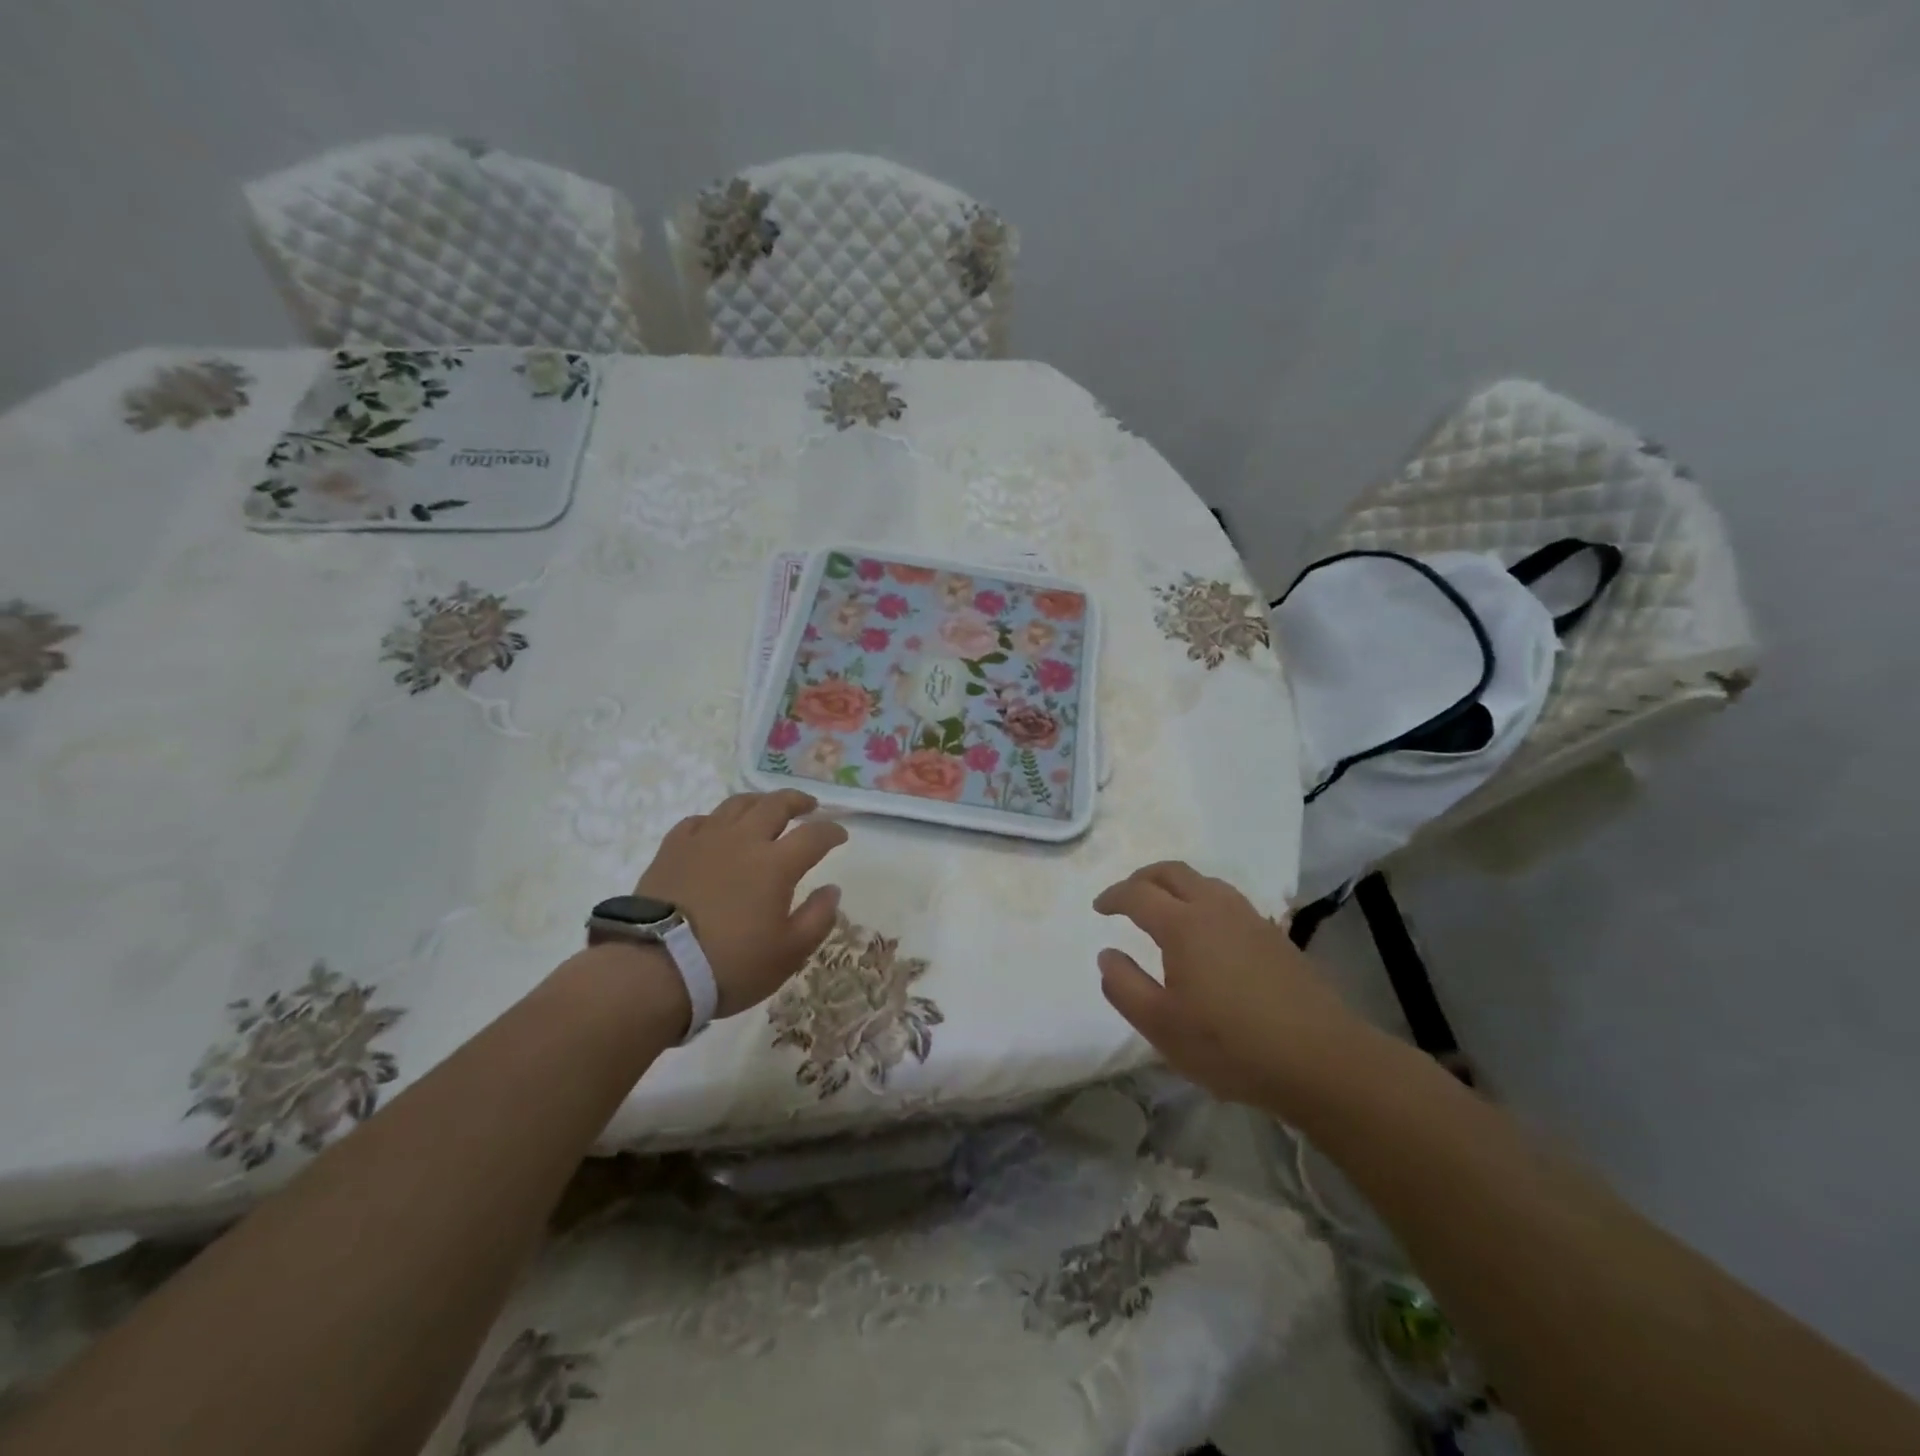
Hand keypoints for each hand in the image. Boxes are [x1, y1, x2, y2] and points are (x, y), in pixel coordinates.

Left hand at [635, 789, 846, 1017]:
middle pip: (775, 805)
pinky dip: (716, 820)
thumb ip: (817, 918)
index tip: (840, 835)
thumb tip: (832, 890)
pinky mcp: (672, 849)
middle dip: (797, 801)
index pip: (813, 835)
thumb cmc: (730, 965)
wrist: (656, 970)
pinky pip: (699, 821)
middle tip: (809, 806)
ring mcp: (704, 840)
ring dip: (759, 802)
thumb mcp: (788, 953)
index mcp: (776, 864)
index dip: (831, 832)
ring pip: (736, 805)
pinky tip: (717, 830)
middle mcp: (743, 840)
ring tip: (766, 808)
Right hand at [1094, 861, 1371, 1115]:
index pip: (1138, 893)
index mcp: (1183, 925)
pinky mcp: (1276, 936)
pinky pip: (1229, 901)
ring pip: (1206, 882)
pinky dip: (1204, 901)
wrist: (1321, 1060)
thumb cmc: (1231, 1045)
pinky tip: (1208, 933)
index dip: (1114, 896)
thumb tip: (1107, 955)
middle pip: (1173, 872)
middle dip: (1143, 878)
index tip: (1099, 908)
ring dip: (1177, 886)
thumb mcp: (1161, 1026)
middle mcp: (1215, 908)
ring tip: (1165, 909)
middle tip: (1127, 897)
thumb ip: (1124, 986)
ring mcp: (1250, 919)